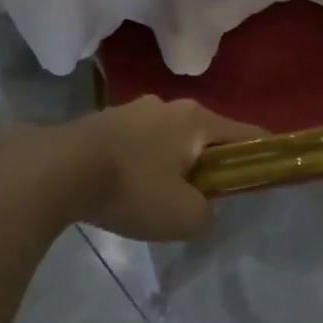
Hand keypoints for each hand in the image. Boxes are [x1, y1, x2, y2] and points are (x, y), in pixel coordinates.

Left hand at [63, 98, 262, 240]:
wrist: (56, 171)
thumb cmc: (133, 188)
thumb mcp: (183, 217)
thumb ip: (206, 213)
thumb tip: (200, 207)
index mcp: (197, 120)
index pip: (246, 134)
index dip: (261, 154)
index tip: (265, 174)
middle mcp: (169, 105)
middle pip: (204, 135)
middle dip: (208, 163)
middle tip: (202, 196)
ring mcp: (132, 109)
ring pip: (167, 138)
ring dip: (170, 163)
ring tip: (157, 196)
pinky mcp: (102, 121)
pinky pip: (136, 143)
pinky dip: (140, 163)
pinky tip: (125, 188)